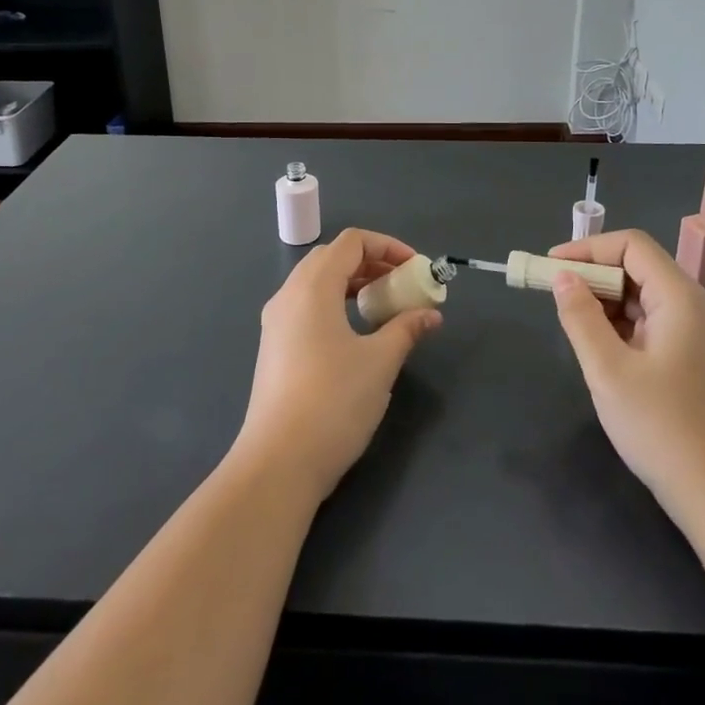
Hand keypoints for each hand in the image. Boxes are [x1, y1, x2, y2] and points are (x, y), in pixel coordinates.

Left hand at [235, 229, 441, 502]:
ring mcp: (276, 322)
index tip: (415, 269)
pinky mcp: (274, 347)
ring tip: (382, 308)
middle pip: (332, 257)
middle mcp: (289, 294)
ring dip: (352, 283)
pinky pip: (306, 306)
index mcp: (313, 286)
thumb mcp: (380, 362)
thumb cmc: (334, 401)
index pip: (352, 242)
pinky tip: (355, 334)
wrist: (278, 462)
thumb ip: (407, 329)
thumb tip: (431, 314)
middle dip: (371, 263)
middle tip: (401, 285)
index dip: (388, 246)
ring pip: (317, 282)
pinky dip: (334, 304)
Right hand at [547, 230, 704, 517]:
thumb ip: (581, 317)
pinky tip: (601, 348)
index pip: (632, 245)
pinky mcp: (696, 359)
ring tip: (572, 323)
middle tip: (554, 295)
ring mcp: (699, 334)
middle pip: (639, 268)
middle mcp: (695, 306)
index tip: (552, 267)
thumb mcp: (608, 370)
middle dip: (594, 275)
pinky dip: (623, 324)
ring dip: (606, 301)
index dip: (588, 248)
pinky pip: (654, 323)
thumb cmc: (662, 427)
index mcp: (680, 298)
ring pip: (645, 297)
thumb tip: (563, 278)